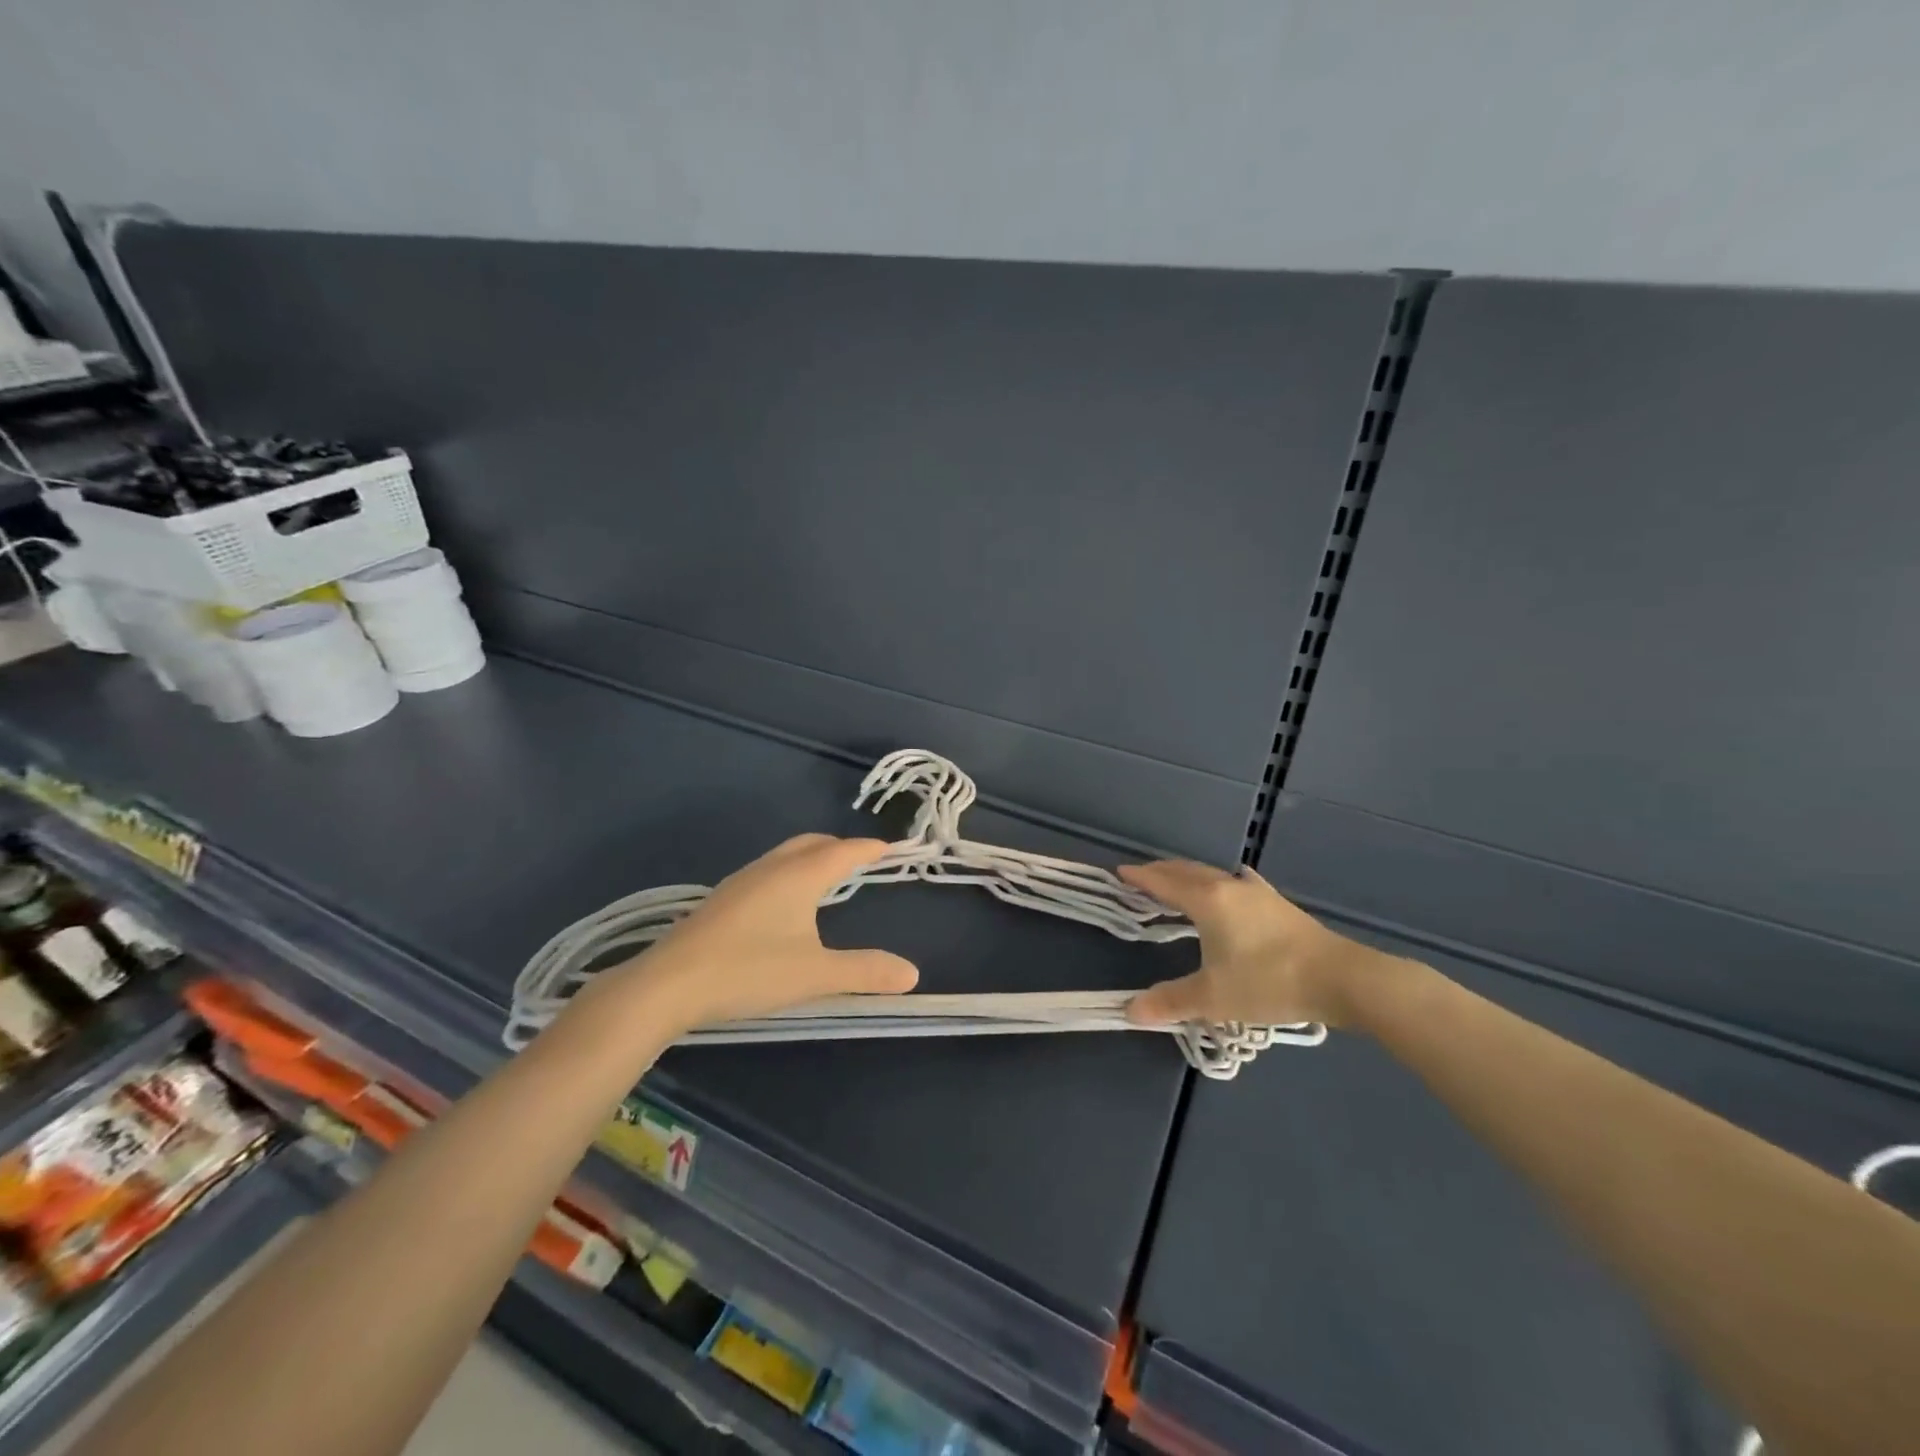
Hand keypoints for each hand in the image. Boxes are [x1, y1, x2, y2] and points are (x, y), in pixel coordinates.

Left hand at [608, 834, 918, 1036]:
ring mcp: (742, 881)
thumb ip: (864, 972)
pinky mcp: (723, 899)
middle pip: (813, 844)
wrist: (668, 984)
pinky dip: (790, 872)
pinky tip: (785, 903)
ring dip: (812, 857)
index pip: (845, 851)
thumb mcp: (815, 975)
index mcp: (799, 875)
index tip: (892, 847)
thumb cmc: (749, 971)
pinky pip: (768, 871)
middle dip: (841, 847)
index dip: (871, 848)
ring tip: (828, 877)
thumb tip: (912, 972)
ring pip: (786, 855)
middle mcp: (772, 868)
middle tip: (862, 860)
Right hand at [1118, 860, 1390, 1028]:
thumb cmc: (1269, 982)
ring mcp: (1257, 893)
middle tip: (1141, 877)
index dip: (1140, 877)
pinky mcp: (1277, 904)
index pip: (1164, 881)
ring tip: (1177, 884)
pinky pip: (1238, 883)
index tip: (1120, 872)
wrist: (1340, 979)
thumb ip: (1170, 1001)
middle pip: (1187, 871)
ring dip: (1189, 876)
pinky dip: (1221, 882)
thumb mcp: (1213, 997)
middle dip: (1161, 872)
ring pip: (1212, 874)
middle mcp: (1229, 887)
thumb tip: (1129, 1011)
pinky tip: (1233, 885)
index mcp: (1207, 900)